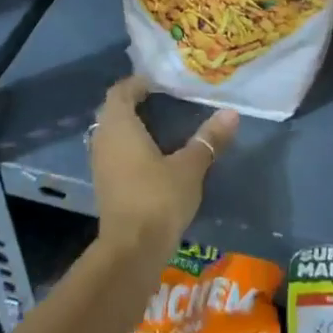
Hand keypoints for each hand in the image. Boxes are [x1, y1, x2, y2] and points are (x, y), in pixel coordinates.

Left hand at [90, 76, 237, 267]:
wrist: (131, 251)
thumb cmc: (158, 199)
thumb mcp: (190, 167)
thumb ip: (209, 139)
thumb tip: (231, 113)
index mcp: (120, 126)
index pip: (120, 92)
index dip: (137, 83)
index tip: (159, 81)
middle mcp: (103, 140)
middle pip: (113, 111)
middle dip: (134, 102)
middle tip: (162, 98)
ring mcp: (100, 164)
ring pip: (112, 133)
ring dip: (131, 125)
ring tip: (161, 123)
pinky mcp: (105, 185)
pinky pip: (114, 152)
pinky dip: (129, 145)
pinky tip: (152, 154)